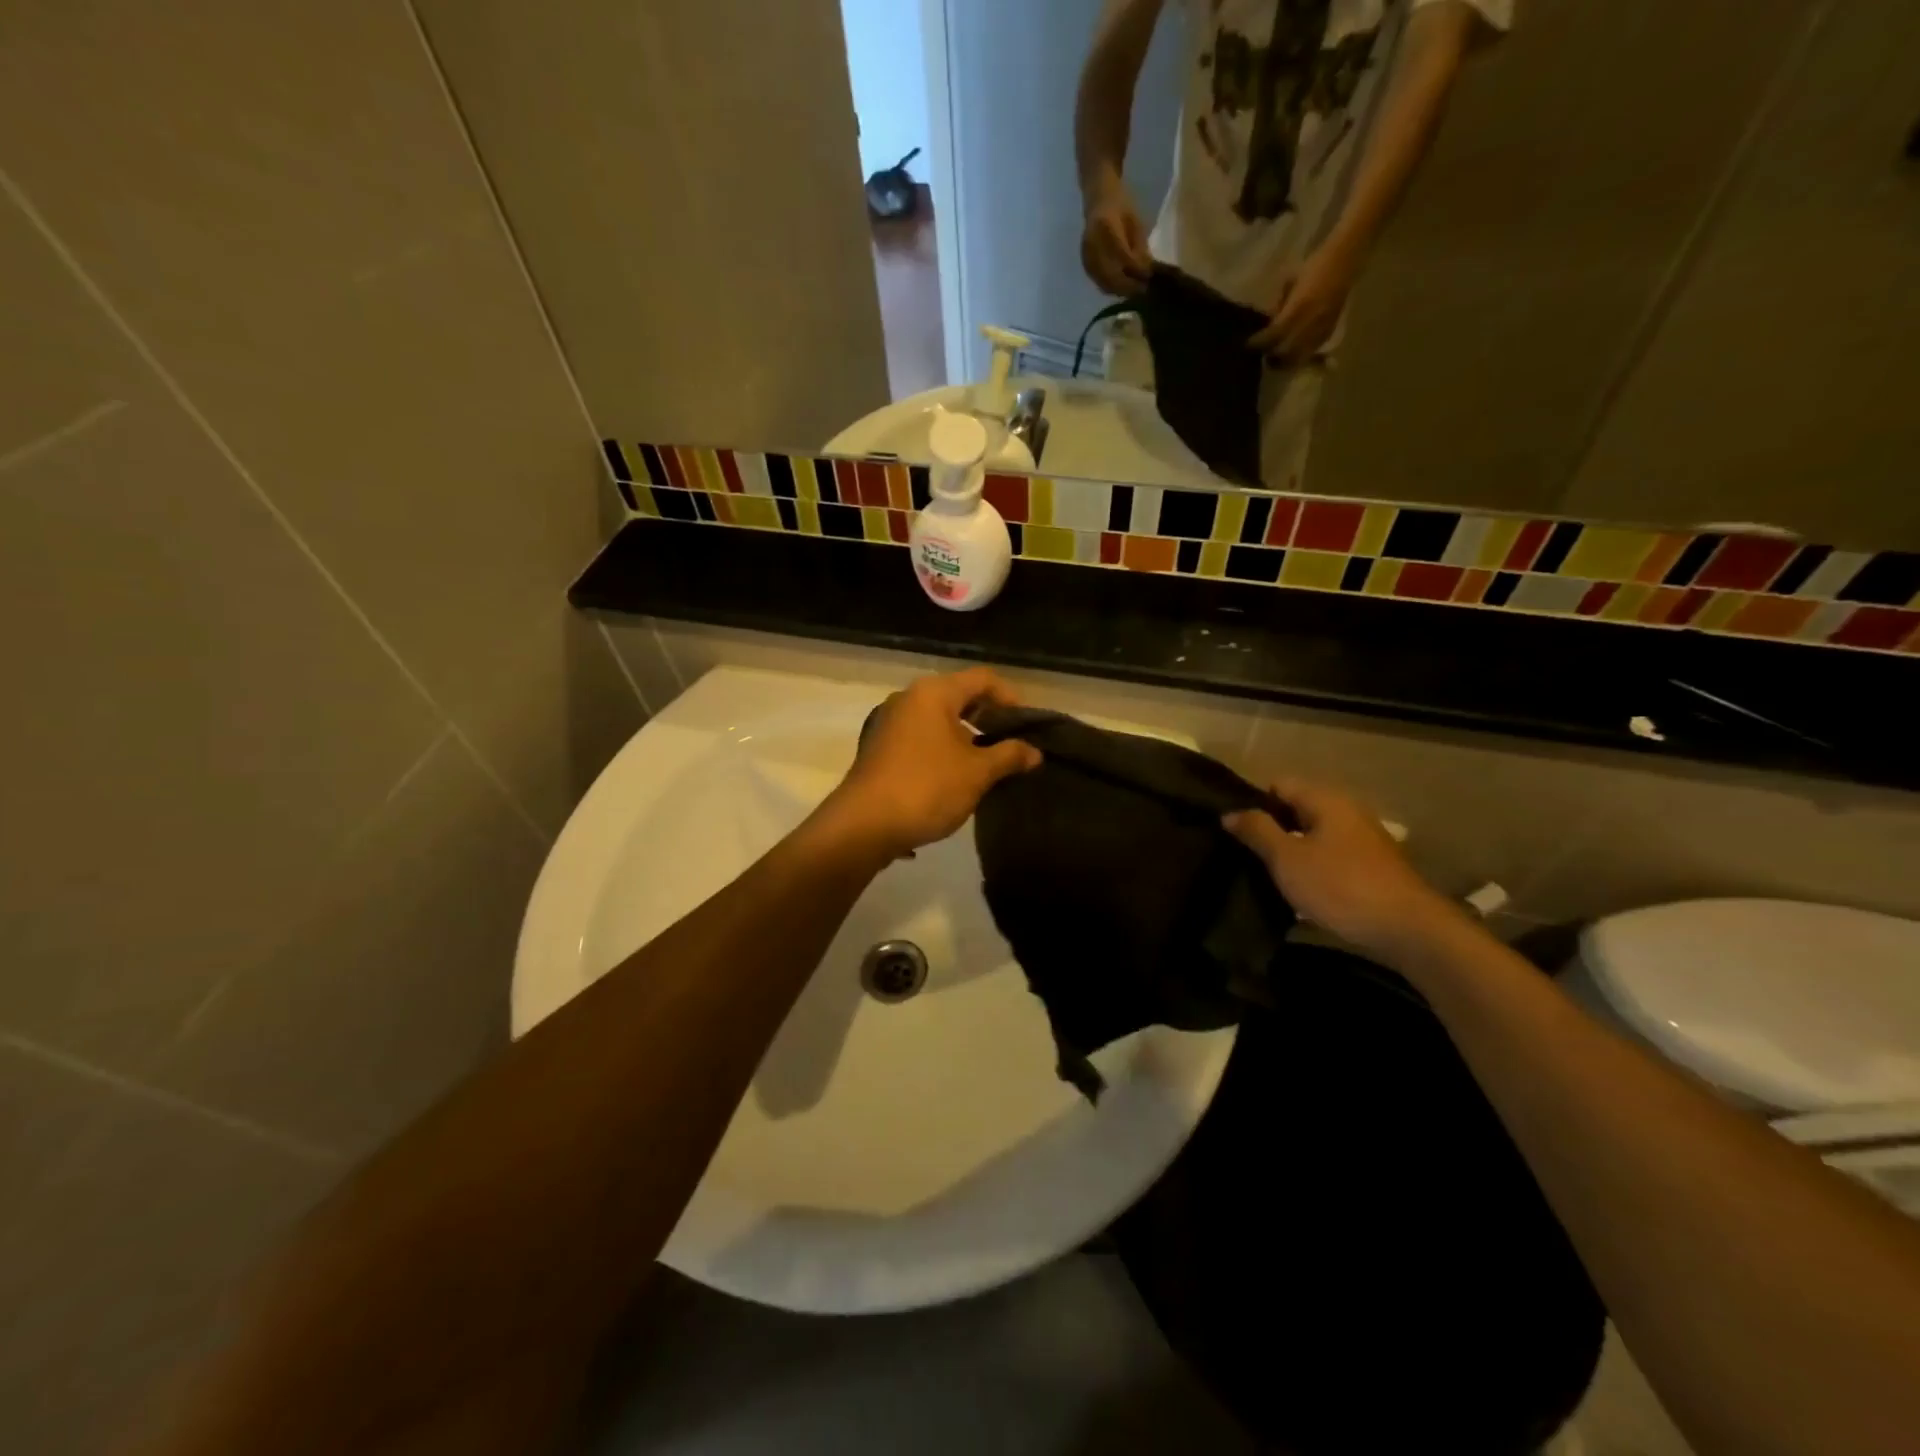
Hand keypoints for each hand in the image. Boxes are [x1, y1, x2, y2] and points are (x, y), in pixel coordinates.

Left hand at [824, 669, 1041, 859]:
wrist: (863, 825)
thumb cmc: (927, 788)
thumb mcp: (977, 773)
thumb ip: (1009, 756)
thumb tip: (1034, 751)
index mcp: (933, 693)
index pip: (983, 679)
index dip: (1011, 698)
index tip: (1028, 727)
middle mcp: (909, 698)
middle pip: (959, 696)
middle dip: (989, 719)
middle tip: (1012, 746)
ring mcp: (890, 722)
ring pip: (939, 719)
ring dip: (966, 737)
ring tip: (988, 766)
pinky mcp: (880, 747)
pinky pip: (921, 737)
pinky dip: (943, 749)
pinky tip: (955, 777)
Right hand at [1080, 181, 1151, 295]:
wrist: (1099, 199)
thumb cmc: (1121, 206)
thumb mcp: (1135, 223)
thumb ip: (1139, 248)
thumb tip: (1147, 274)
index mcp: (1106, 227)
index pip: (1123, 257)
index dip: (1137, 270)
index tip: (1149, 278)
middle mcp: (1092, 244)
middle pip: (1111, 275)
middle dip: (1129, 286)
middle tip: (1143, 290)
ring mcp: (1086, 255)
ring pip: (1104, 282)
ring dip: (1120, 290)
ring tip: (1134, 291)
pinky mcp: (1085, 263)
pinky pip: (1098, 281)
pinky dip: (1111, 288)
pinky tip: (1122, 288)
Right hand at [1224, 779, 1460, 958]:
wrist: (1409, 930)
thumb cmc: (1340, 886)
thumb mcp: (1287, 858)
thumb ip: (1257, 831)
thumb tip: (1230, 812)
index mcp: (1326, 799)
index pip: (1278, 785)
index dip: (1253, 803)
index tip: (1233, 830)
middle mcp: (1347, 811)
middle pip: (1297, 809)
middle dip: (1270, 829)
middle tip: (1243, 854)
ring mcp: (1363, 839)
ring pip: (1313, 835)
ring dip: (1291, 852)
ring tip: (1265, 874)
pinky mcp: (1372, 867)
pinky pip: (1330, 856)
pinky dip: (1312, 867)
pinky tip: (1299, 891)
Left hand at [1248, 245, 1357, 358]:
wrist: (1346, 258)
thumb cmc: (1314, 266)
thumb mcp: (1290, 283)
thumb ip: (1280, 306)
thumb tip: (1269, 324)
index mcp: (1299, 307)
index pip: (1274, 334)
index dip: (1259, 343)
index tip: (1248, 345)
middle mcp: (1311, 321)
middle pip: (1285, 352)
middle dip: (1272, 357)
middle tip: (1262, 355)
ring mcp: (1322, 327)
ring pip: (1299, 356)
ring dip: (1286, 361)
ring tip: (1276, 359)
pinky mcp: (1330, 329)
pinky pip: (1313, 350)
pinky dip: (1300, 355)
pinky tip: (1293, 353)